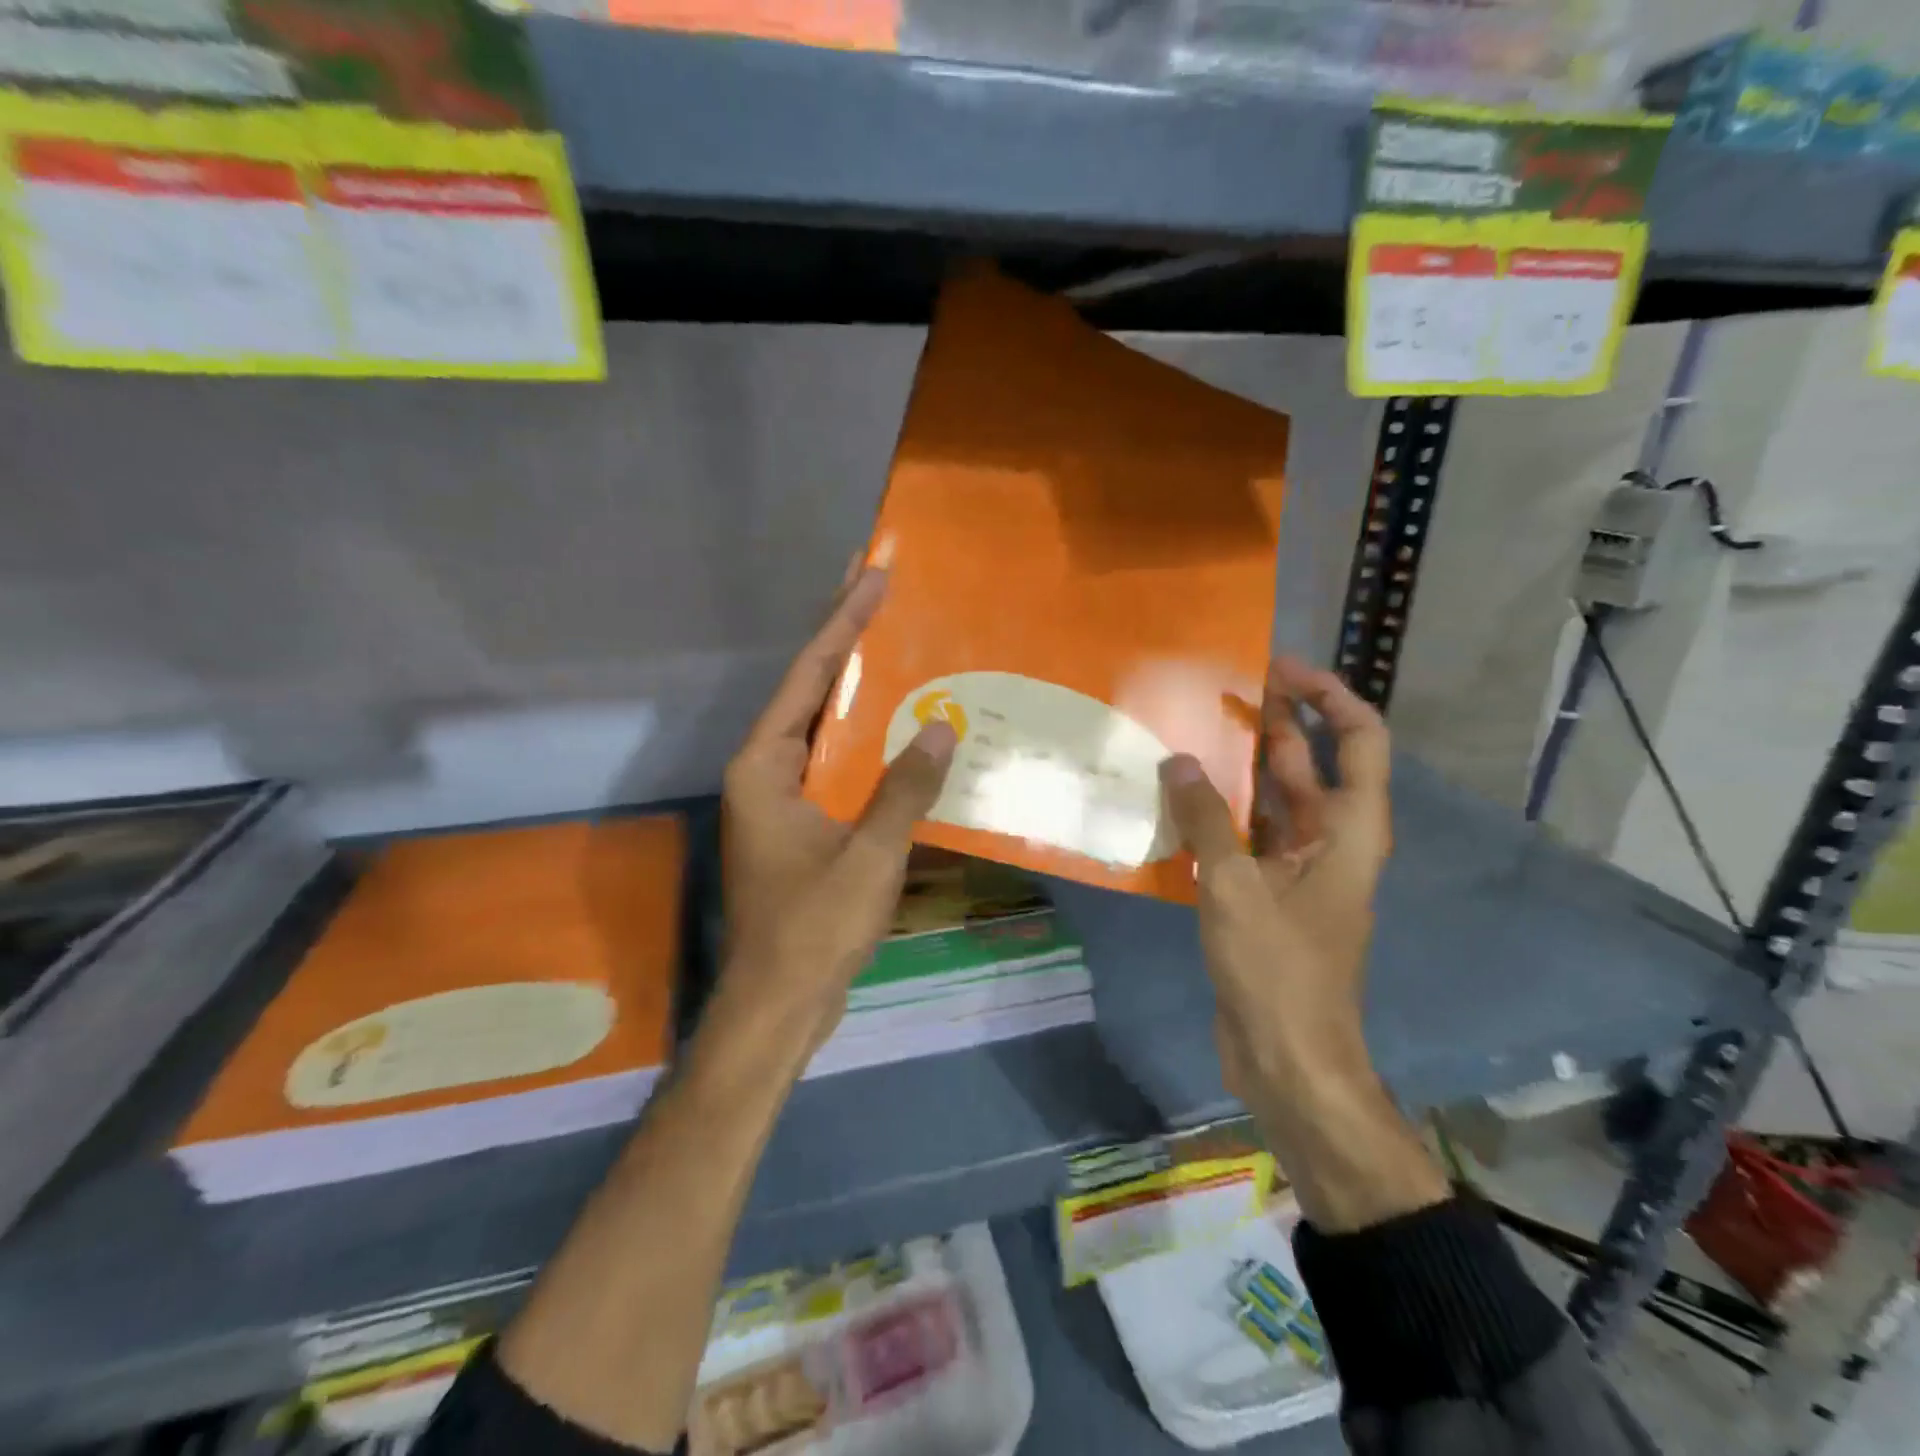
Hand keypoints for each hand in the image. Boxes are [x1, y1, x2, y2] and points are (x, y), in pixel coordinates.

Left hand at [716, 565, 957, 1062]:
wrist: (781, 1004)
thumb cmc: (813, 928)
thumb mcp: (868, 855)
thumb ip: (904, 789)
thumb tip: (943, 728)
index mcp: (764, 765)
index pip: (807, 676)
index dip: (841, 623)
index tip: (871, 577)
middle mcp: (767, 771)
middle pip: (811, 692)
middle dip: (847, 643)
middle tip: (884, 595)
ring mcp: (783, 799)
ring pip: (826, 729)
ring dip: (861, 692)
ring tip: (900, 646)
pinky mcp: (804, 824)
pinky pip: (839, 766)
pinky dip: (869, 743)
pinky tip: (905, 730)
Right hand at [1156, 657, 1391, 1122]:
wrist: (1288, 1062)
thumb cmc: (1279, 970)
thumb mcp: (1237, 888)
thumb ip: (1205, 820)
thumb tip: (1176, 761)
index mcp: (1349, 830)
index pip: (1359, 739)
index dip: (1328, 696)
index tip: (1278, 669)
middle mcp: (1331, 841)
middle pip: (1307, 764)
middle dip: (1270, 724)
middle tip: (1216, 692)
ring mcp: (1297, 870)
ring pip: (1270, 802)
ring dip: (1236, 770)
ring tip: (1186, 735)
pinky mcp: (1266, 896)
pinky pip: (1243, 838)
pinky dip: (1216, 816)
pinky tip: (1174, 802)